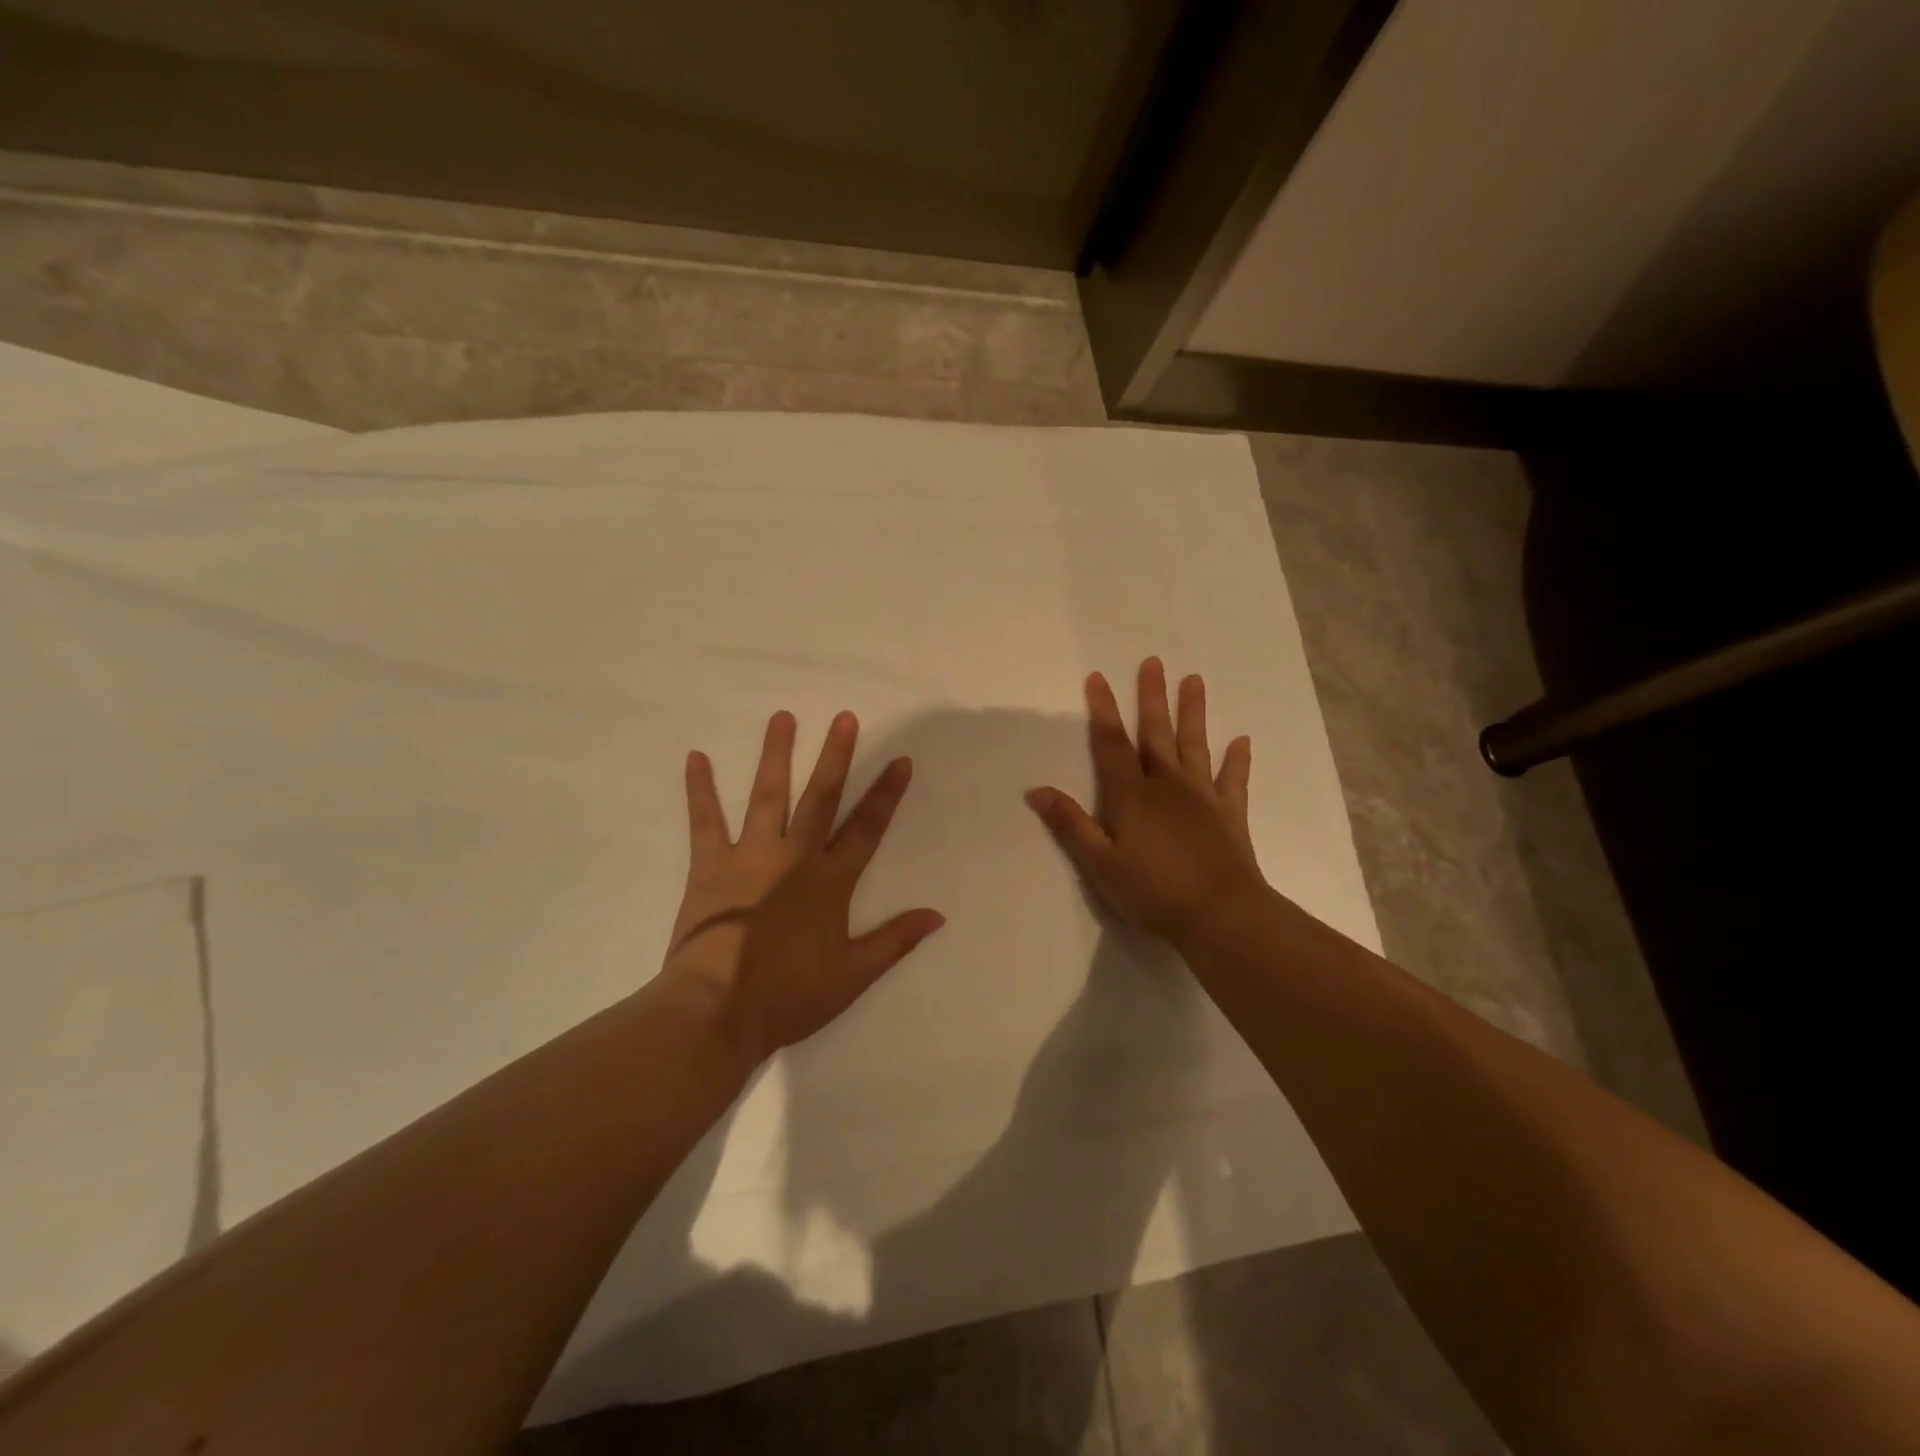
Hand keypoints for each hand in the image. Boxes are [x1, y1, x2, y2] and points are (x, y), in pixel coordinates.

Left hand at [662, 710, 944, 1063]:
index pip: (867, 828)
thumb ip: (895, 940)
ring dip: (776, 754)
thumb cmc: (788, 996)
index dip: (886, 794)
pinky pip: (705, 820)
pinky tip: (696, 757)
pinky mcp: (710, 865)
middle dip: (835, 756)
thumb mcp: (853, 975)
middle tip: (844, 718)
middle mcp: (794, 857)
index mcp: (830, 881)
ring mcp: (750, 856)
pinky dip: (699, 789)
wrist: (716, 1011)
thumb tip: (938, 916)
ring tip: (783, 717)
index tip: (900, 760)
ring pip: (768, 795)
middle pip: (820, 797)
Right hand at [1025, 658, 1265, 945]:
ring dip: (1193, 713)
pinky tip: (1241, 741)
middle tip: (1153, 662)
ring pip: (1195, 746)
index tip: (1098, 678)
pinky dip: (1237, 760)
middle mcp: (1168, 785)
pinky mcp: (1230, 814)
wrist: (1220, 915)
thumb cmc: (1153, 891)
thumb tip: (1036, 791)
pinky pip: (1233, 780)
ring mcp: (1203, 797)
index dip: (1102, 710)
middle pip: (1156, 734)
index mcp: (1132, 795)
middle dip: (1151, 697)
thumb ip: (1071, 824)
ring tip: (1194, 680)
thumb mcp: (1100, 863)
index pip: (1111, 744)